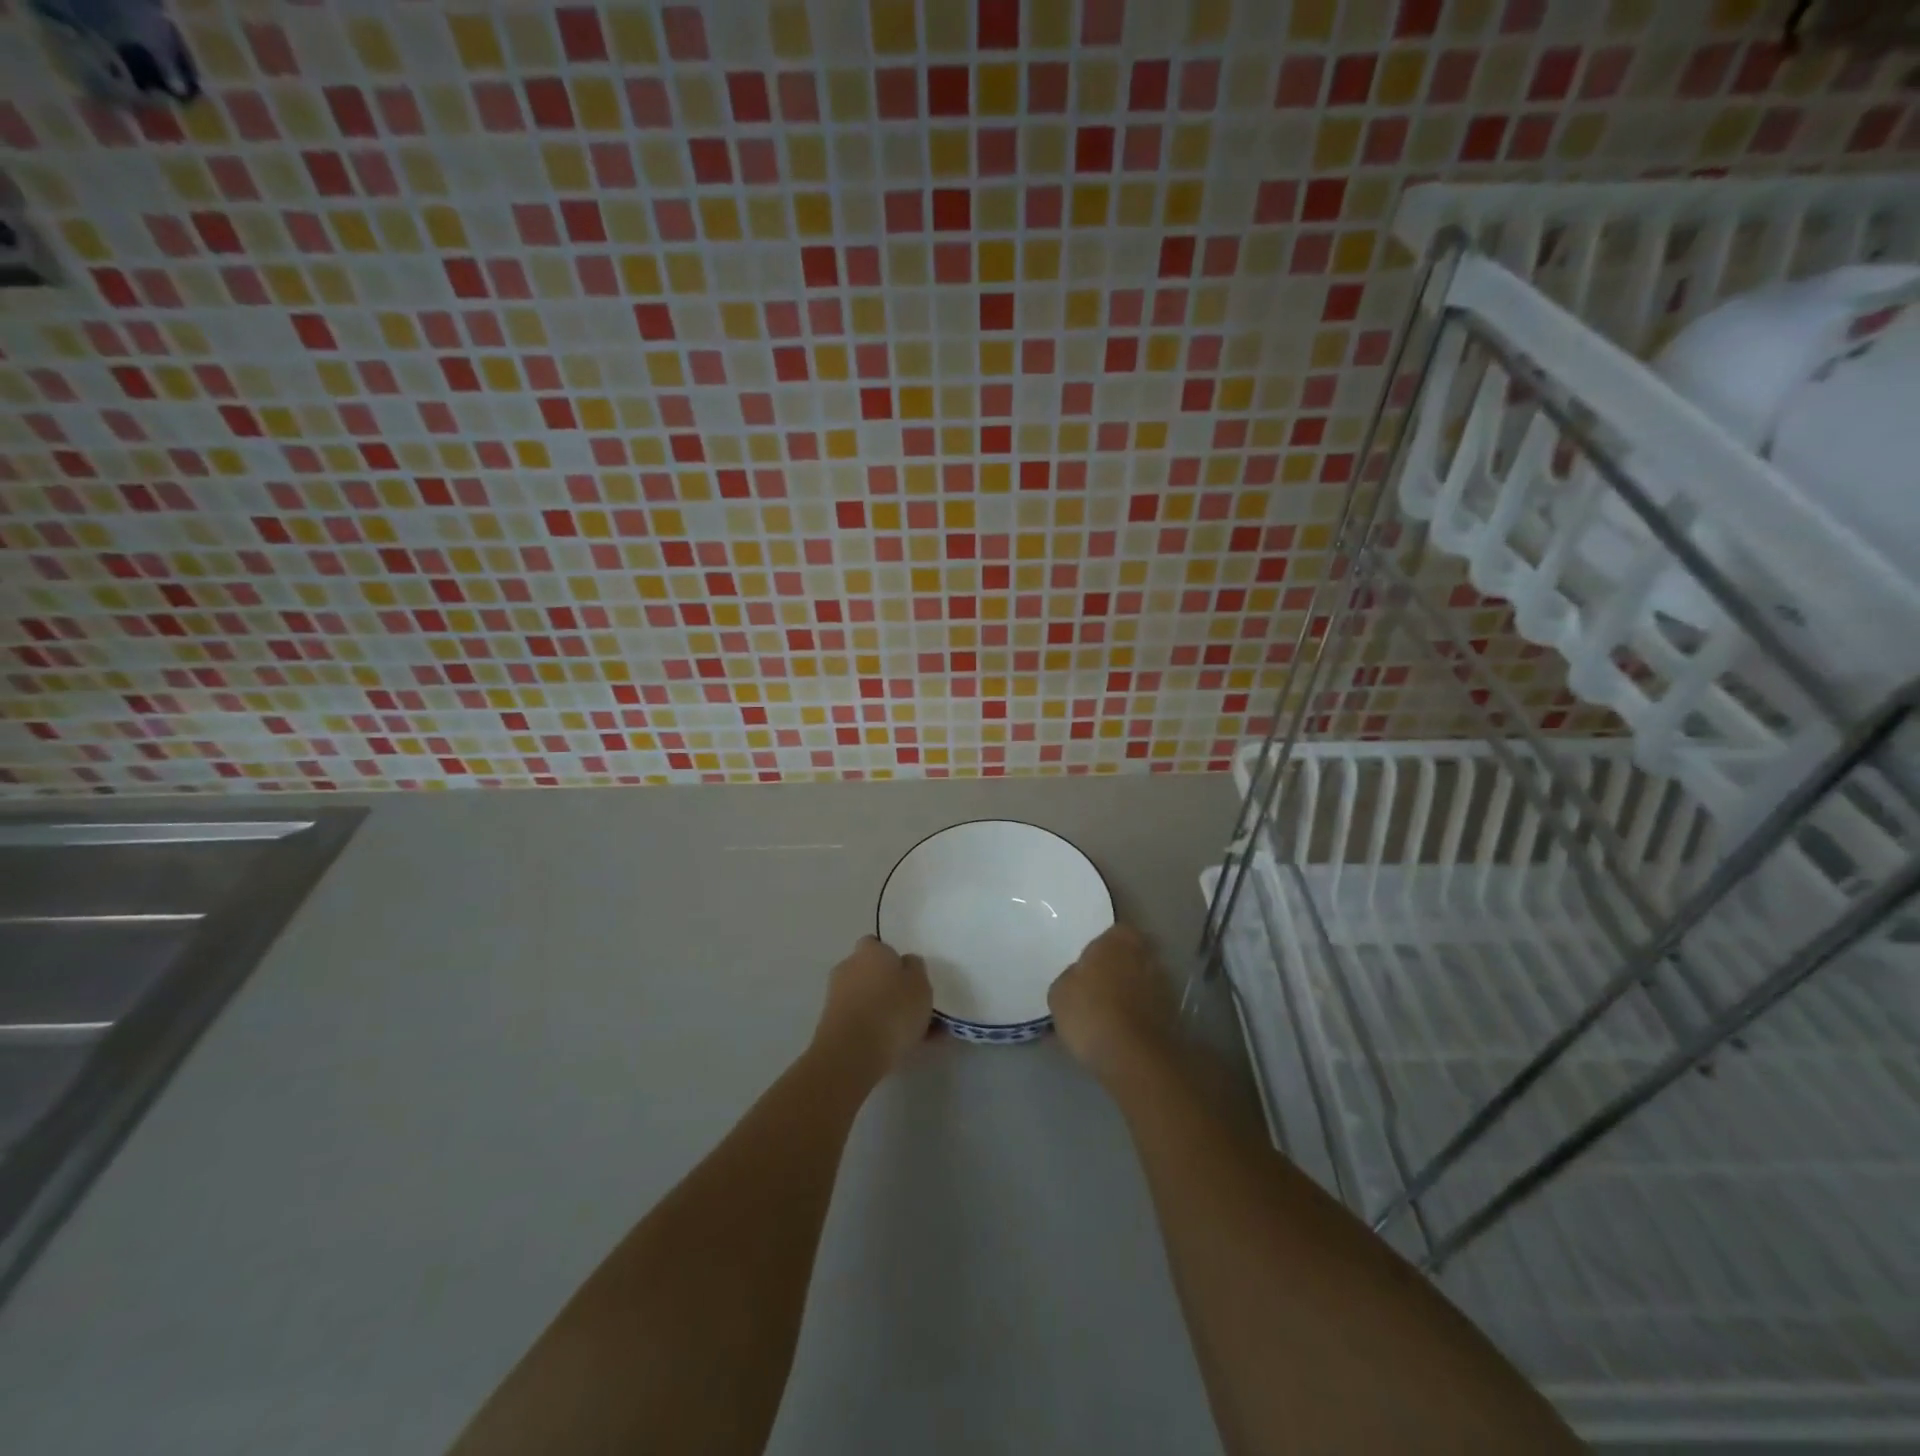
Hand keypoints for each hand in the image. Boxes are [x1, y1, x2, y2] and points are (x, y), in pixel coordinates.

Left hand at [813, 936, 932, 1082]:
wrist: (853, 1053)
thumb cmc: (893, 1009)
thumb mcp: (920, 984)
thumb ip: (915, 969)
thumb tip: (906, 963)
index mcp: (869, 951)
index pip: (877, 945)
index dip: (892, 959)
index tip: (907, 976)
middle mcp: (848, 968)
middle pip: (870, 973)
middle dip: (887, 987)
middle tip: (911, 1007)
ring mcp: (836, 997)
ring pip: (867, 1000)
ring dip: (883, 1012)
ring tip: (913, 1036)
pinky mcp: (831, 1025)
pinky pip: (860, 1023)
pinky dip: (876, 1032)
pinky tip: (898, 1050)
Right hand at [1048, 924, 1177, 1086]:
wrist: (1132, 1056)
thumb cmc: (1090, 1011)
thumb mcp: (1060, 992)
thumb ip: (1072, 976)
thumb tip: (1080, 977)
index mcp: (1119, 939)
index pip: (1116, 932)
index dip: (1104, 947)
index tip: (1092, 964)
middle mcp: (1147, 954)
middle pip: (1134, 955)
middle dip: (1121, 967)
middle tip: (1101, 985)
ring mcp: (1164, 985)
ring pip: (1144, 981)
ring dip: (1133, 991)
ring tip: (1112, 1012)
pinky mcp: (1173, 1015)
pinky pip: (1151, 1007)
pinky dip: (1141, 1014)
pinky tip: (1123, 1030)